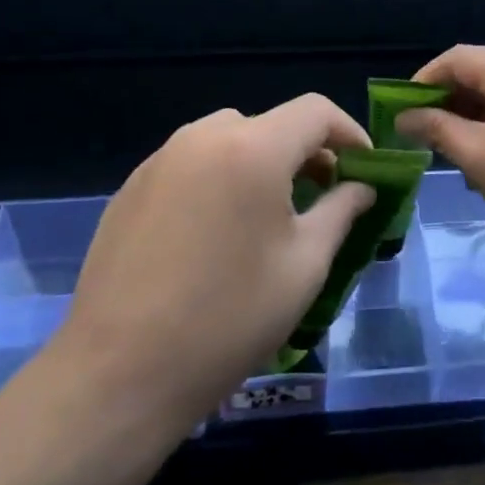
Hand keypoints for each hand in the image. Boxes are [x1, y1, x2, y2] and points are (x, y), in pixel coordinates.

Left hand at [38, 96, 373, 432]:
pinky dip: (221, 177)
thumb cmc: (228, 319)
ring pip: (229, 138)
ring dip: (262, 161)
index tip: (366, 170)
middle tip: (324, 195)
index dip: (349, 133)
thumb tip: (361, 188)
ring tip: (272, 213)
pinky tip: (219, 231)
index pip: (315, 111)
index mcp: (251, 149)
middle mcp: (203, 138)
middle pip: (271, 123)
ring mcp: (160, 159)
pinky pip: (193, 163)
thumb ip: (340, 212)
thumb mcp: (304, 266)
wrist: (118, 373)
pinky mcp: (132, 187)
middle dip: (306, 151)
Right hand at [394, 46, 484, 262]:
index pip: (456, 58)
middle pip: (482, 70)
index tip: (401, 112)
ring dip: (475, 114)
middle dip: (449, 100)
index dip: (422, 81)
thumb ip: (437, 129)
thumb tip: (404, 117)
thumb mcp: (478, 157)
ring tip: (459, 152)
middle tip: (427, 136)